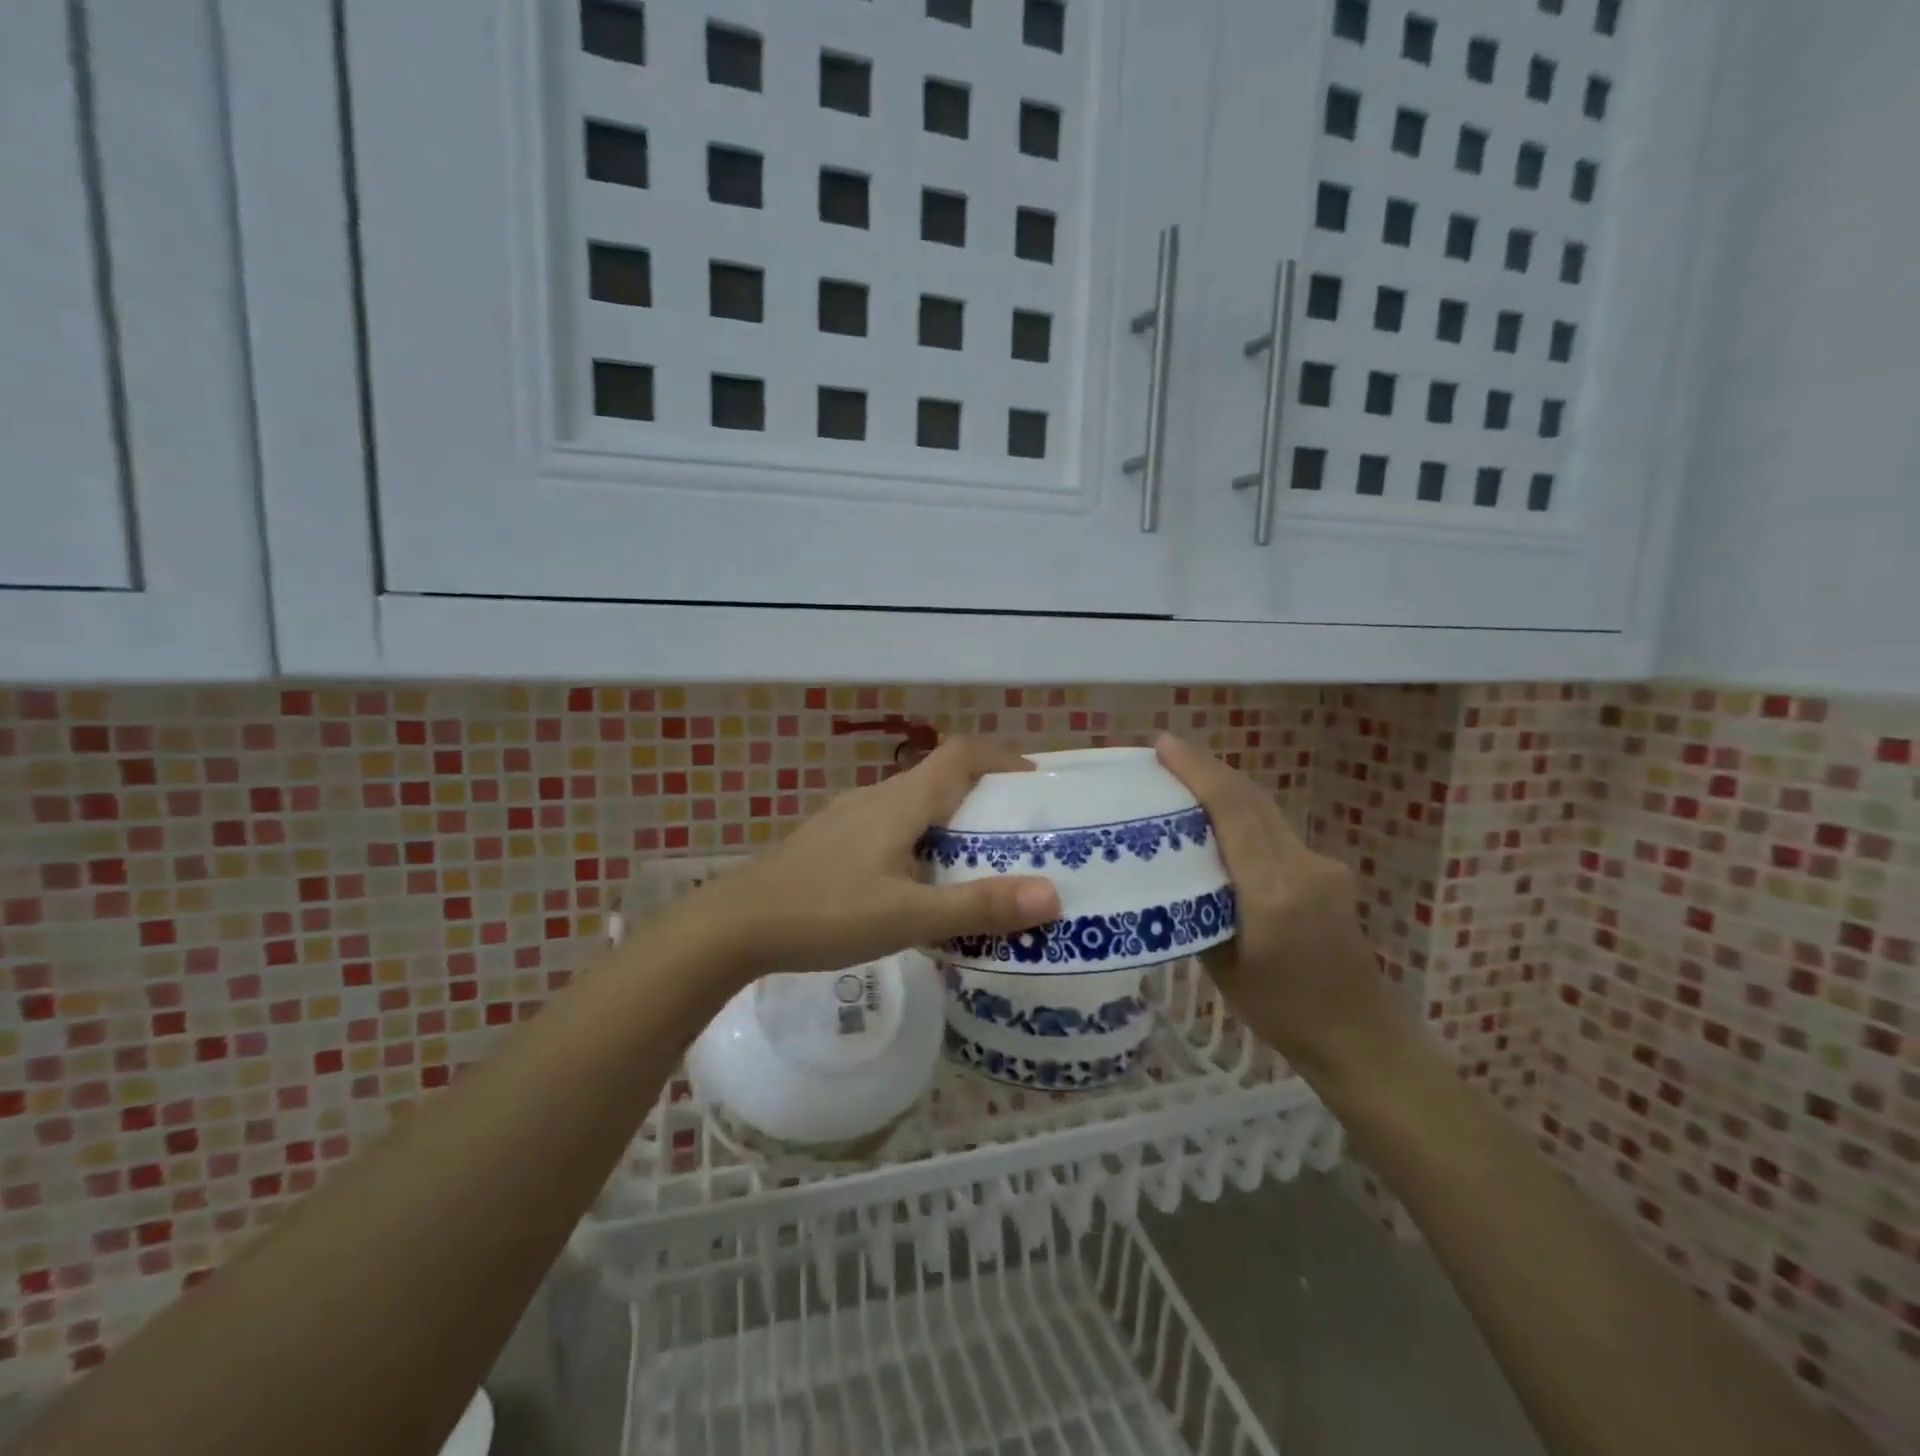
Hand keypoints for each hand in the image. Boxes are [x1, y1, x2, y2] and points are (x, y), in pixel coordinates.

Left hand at [689, 739, 1062, 979]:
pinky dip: (916, 841)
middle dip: (982, 797)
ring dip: (947, 822)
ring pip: (911, 805)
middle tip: (1016, 834)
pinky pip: (887, 827)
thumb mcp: (908, 916)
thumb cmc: (825, 912)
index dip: (1001, 759)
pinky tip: (915, 884)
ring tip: (974, 862)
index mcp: (900, 802)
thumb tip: (1052, 895)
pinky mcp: (829, 841)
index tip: (1035, 784)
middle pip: (939, 778)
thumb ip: (978, 906)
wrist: (735, 925)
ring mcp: (846, 818)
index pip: (960, 755)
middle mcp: (875, 797)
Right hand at [1156, 734, 1399, 1080]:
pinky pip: (1277, 831)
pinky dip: (1244, 815)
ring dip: (1226, 789)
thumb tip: (1169, 870)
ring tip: (1184, 780)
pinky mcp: (1328, 871)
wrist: (1359, 1034)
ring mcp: (1321, 865)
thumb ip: (1199, 908)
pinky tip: (1220, 824)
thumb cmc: (1280, 1012)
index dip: (1199, 771)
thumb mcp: (1220, 965)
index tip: (1164, 745)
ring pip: (1265, 811)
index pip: (1234, 812)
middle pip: (1251, 799)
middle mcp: (1302, 867)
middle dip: (1208, 769)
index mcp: (1272, 892)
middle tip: (1165, 754)